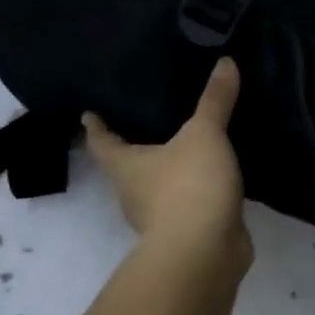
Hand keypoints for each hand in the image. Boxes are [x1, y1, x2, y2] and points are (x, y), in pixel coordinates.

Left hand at [84, 58, 252, 276]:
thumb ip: (215, 100)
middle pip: (128, 164)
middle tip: (150, 118)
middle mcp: (134, 192)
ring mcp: (160, 216)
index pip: (101, 141)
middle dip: (136, 145)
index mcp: (125, 166)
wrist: (204, 253)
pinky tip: (218, 174)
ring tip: (191, 142)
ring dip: (171, 169)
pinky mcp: (189, 231)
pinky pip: (190, 202)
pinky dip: (199, 189)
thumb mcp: (205, 135)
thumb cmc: (188, 187)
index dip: (96, 125)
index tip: (89, 111)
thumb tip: (225, 60)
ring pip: (160, 185)